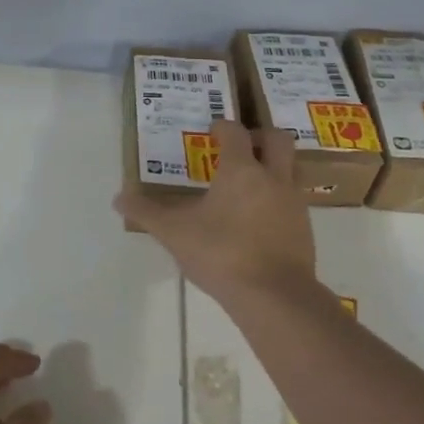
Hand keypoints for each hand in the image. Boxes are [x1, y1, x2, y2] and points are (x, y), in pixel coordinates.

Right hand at [115, 119, 318, 305]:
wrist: (274, 297)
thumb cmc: (221, 253)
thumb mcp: (174, 232)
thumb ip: (146, 212)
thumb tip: (119, 198)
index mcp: (241, 170)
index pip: (236, 133)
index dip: (223, 127)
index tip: (212, 130)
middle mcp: (273, 178)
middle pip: (278, 140)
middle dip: (260, 136)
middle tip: (241, 146)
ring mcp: (294, 204)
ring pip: (291, 170)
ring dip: (274, 167)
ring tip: (249, 184)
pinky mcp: (305, 230)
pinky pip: (293, 202)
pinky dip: (278, 200)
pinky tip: (258, 220)